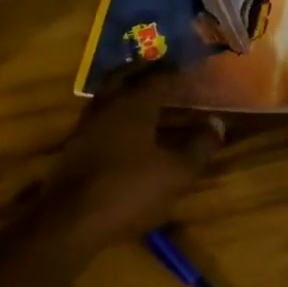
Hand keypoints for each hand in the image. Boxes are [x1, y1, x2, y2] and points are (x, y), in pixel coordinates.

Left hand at [37, 67, 224, 246]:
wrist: (71, 221)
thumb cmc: (129, 190)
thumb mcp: (176, 172)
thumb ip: (199, 146)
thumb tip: (216, 123)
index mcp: (133, 104)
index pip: (158, 77)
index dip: (176, 71)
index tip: (190, 66)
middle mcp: (107, 106)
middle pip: (123, 76)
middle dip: (142, 70)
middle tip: (159, 67)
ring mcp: (86, 126)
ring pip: (107, 96)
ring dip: (125, 89)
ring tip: (144, 95)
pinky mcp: (75, 147)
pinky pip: (100, 117)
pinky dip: (115, 114)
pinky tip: (125, 129)